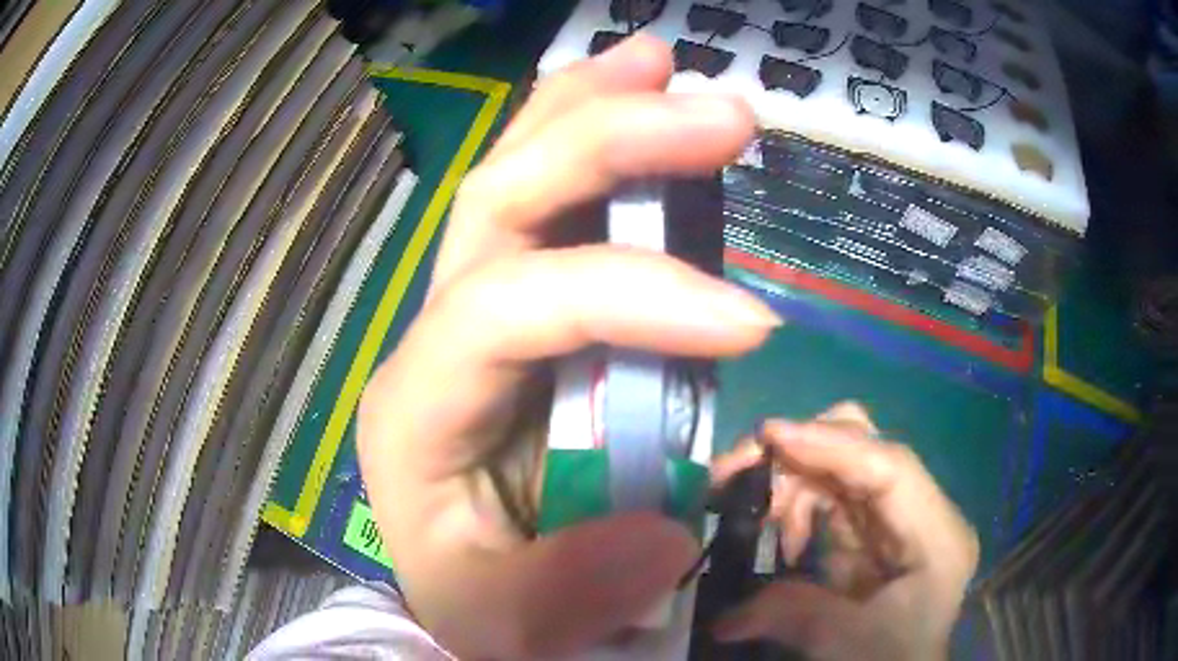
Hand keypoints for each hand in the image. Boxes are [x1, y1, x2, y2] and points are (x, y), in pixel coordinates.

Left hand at [357, 35, 773, 658]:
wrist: (478, 603)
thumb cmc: (483, 609)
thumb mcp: (509, 628)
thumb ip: (566, 595)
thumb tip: (657, 532)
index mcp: (415, 408)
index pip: (510, 308)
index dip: (634, 298)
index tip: (754, 326)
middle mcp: (437, 340)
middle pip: (501, 201)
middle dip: (605, 138)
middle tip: (711, 108)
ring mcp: (476, 315)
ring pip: (518, 180)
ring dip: (589, 111)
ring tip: (657, 64)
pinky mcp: (520, 316)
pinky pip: (549, 210)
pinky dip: (589, 147)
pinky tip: (624, 101)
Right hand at [709, 403, 978, 660]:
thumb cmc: (890, 659)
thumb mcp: (847, 643)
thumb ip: (794, 615)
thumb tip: (725, 615)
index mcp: (937, 535)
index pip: (890, 469)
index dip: (831, 445)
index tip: (769, 435)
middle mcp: (920, 512)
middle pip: (867, 450)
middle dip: (802, 451)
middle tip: (740, 469)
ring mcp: (896, 517)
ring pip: (843, 467)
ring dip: (792, 481)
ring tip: (757, 519)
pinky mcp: (873, 529)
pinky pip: (832, 496)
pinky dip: (797, 506)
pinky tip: (781, 537)